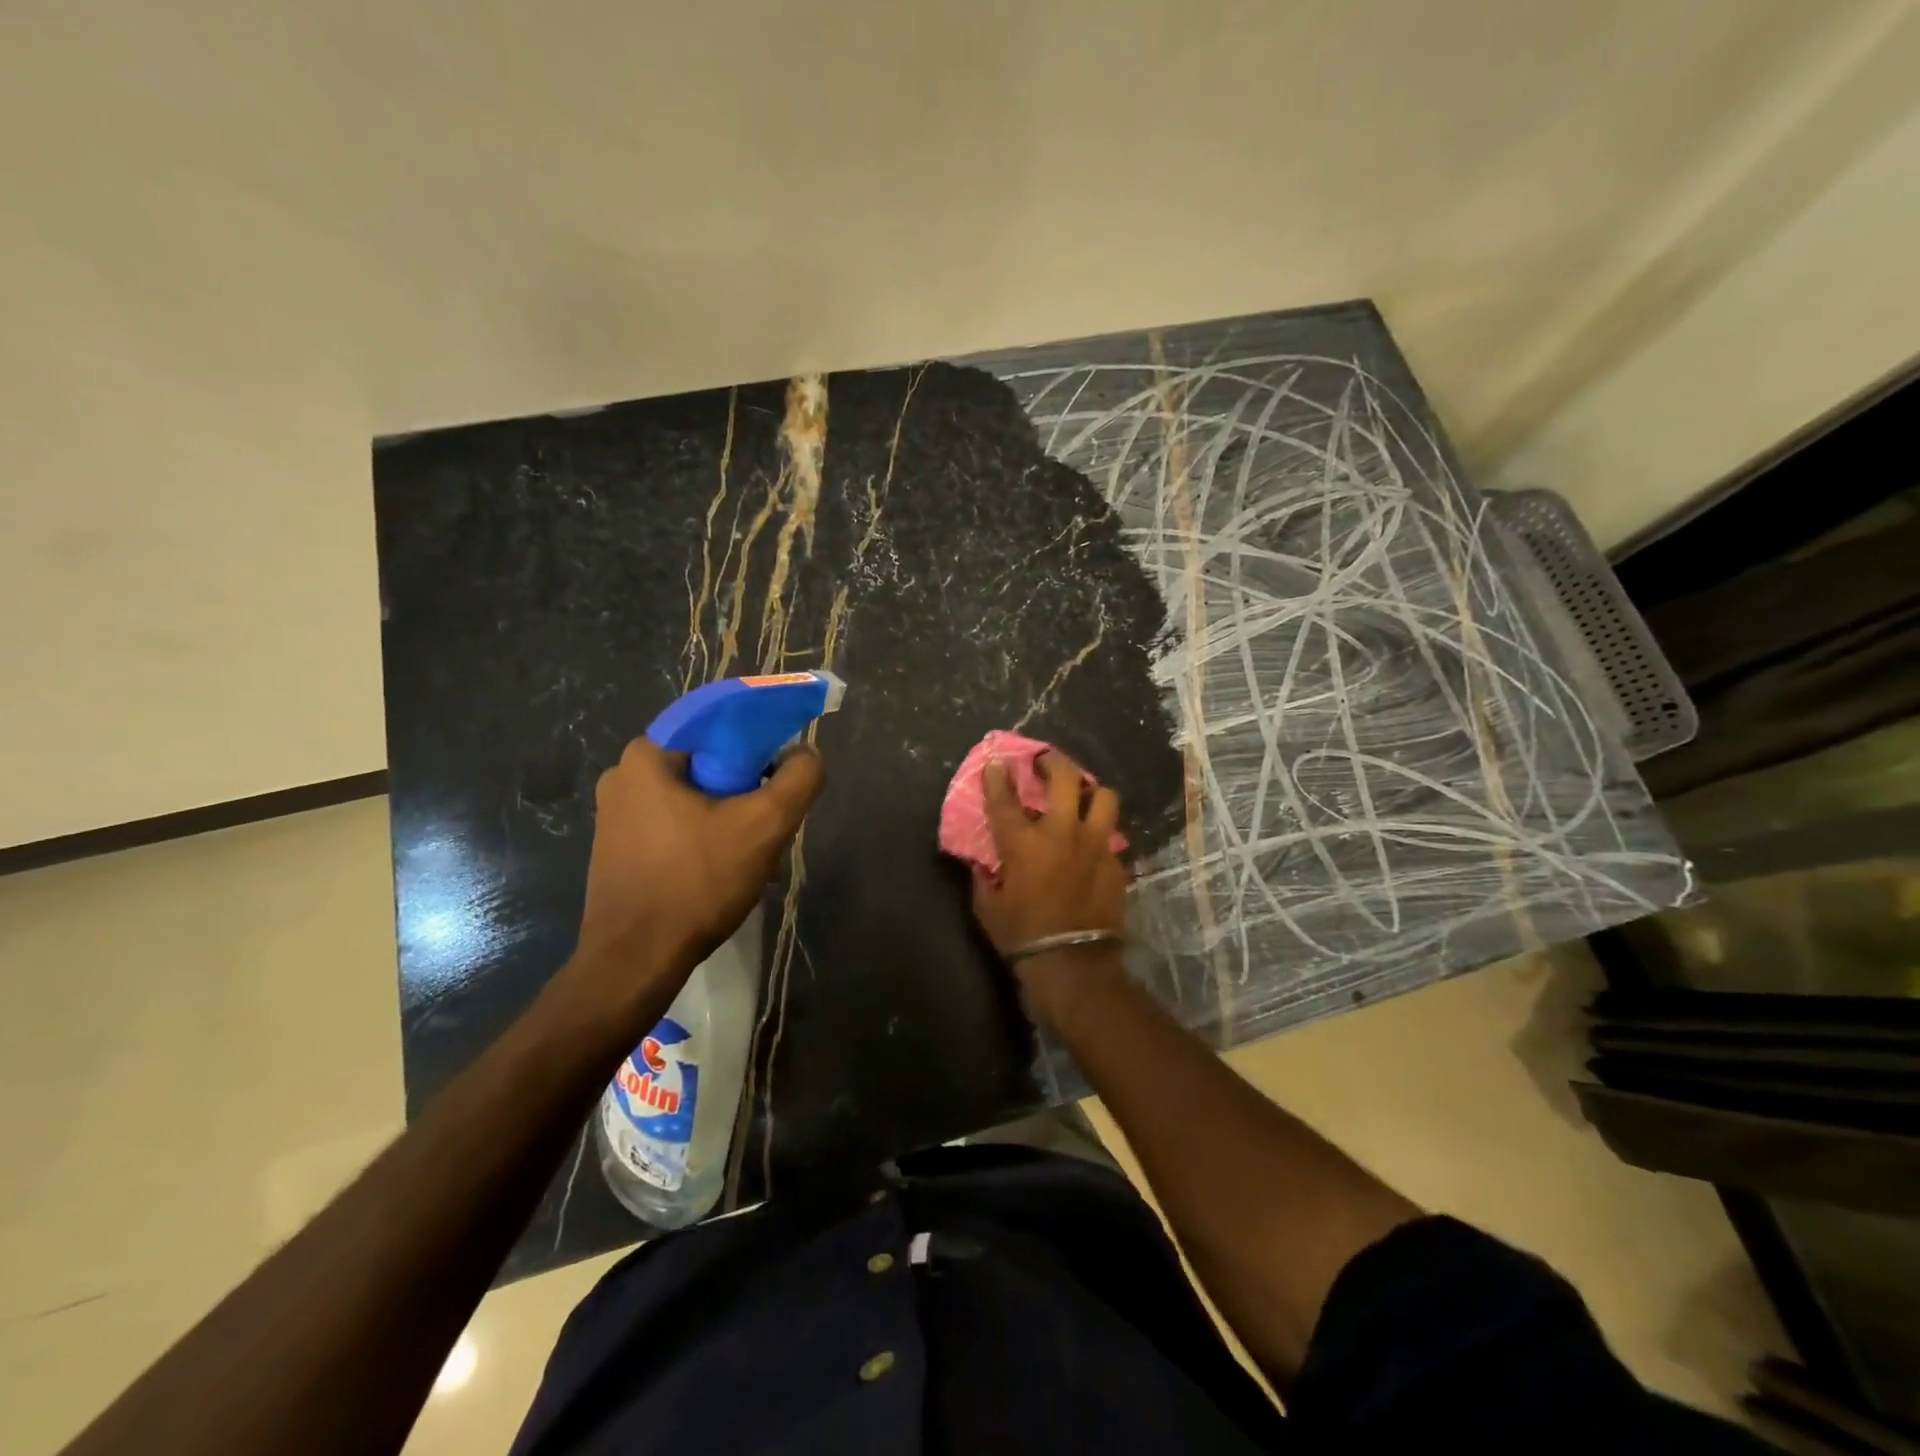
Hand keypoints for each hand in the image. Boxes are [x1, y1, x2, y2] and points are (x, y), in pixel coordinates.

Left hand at [574, 737, 823, 987]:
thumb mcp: (764, 826)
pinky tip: (725, 868)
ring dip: (730, 815)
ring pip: (693, 795)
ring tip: (755, 851)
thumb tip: (806, 755)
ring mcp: (615, 814)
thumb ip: (798, 779)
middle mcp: (623, 775)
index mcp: (648, 755)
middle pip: (707, 761)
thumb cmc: (697, 884)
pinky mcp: (618, 848)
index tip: (784, 768)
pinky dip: (706, 834)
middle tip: (773, 818)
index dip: (760, 737)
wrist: (635, 962)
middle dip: (747, 786)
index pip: (717, 722)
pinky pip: (675, 822)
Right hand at [971, 752, 1128, 1020]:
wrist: (1072, 964)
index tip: (998, 761)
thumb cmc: (1021, 934)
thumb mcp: (987, 906)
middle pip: (1065, 778)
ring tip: (1082, 795)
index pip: (1005, 798)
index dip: (999, 776)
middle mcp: (1061, 833)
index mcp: (1023, 842)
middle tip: (1046, 761)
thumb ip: (983, 877)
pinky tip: (1092, 846)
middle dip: (1054, 762)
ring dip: (1091, 791)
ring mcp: (1095, 845)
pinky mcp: (1115, 862)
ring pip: (1103, 797)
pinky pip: (1111, 836)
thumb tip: (981, 864)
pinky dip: (1099, 834)